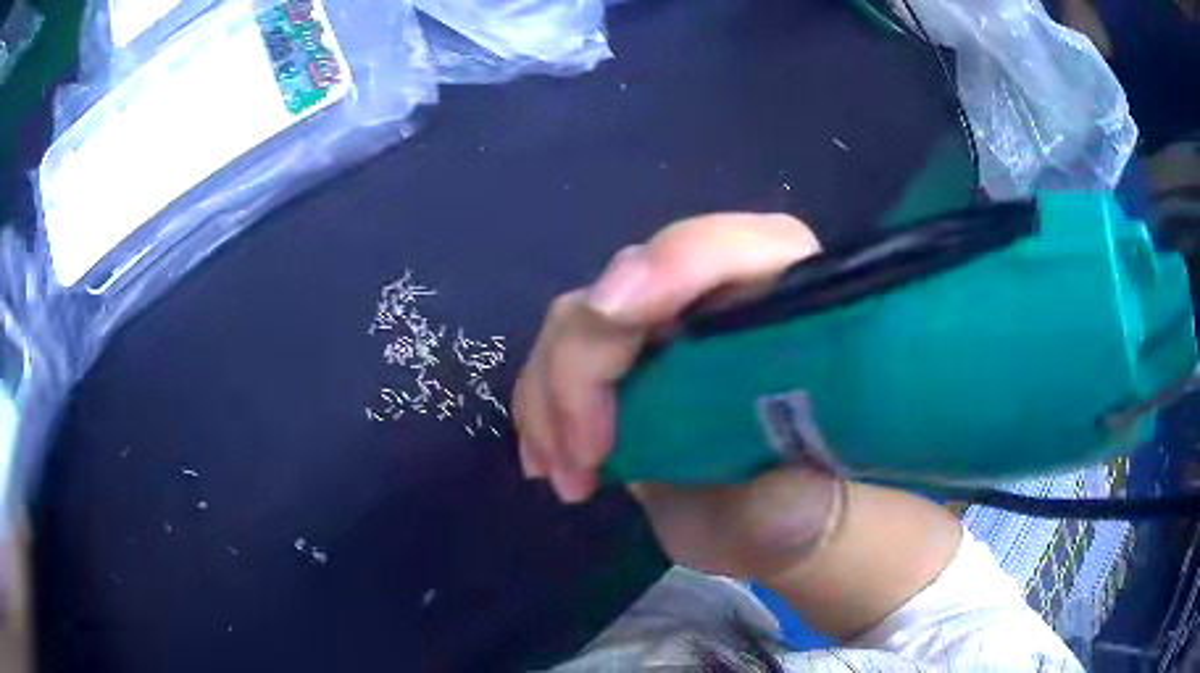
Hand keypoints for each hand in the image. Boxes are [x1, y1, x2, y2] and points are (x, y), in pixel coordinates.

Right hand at [514, 213, 841, 578]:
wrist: (761, 520)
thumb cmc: (794, 507)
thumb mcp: (800, 504)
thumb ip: (771, 470)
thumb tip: (705, 427)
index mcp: (788, 305)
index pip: (733, 249)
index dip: (674, 264)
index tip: (615, 315)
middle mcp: (719, 295)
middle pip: (630, 281)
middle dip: (586, 364)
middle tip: (585, 456)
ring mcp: (662, 323)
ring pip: (578, 318)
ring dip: (553, 395)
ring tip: (570, 481)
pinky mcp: (620, 359)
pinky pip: (554, 355)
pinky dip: (539, 407)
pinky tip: (548, 463)